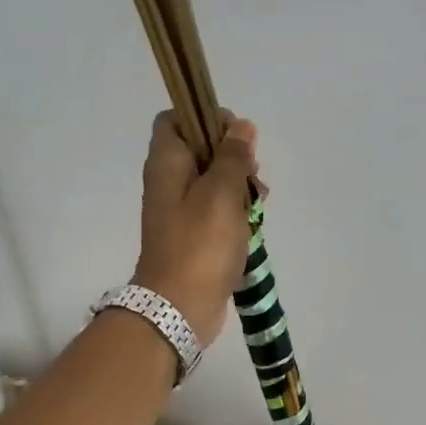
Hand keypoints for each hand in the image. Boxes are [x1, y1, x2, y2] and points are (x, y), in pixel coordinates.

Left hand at [134, 110, 259, 347]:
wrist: (179, 307)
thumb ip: (233, 157)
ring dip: (239, 186)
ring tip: (258, 203)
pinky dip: (235, 212)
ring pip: (213, 180)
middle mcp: (169, 181)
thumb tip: (242, 127)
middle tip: (252, 175)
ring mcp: (181, 210)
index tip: (235, 137)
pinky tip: (253, 224)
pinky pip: (217, 210)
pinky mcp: (194, 235)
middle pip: (201, 149)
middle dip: (232, 156)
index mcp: (167, 163)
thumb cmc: (200, 245)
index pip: (176, 119)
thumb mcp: (221, 194)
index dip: (205, 118)